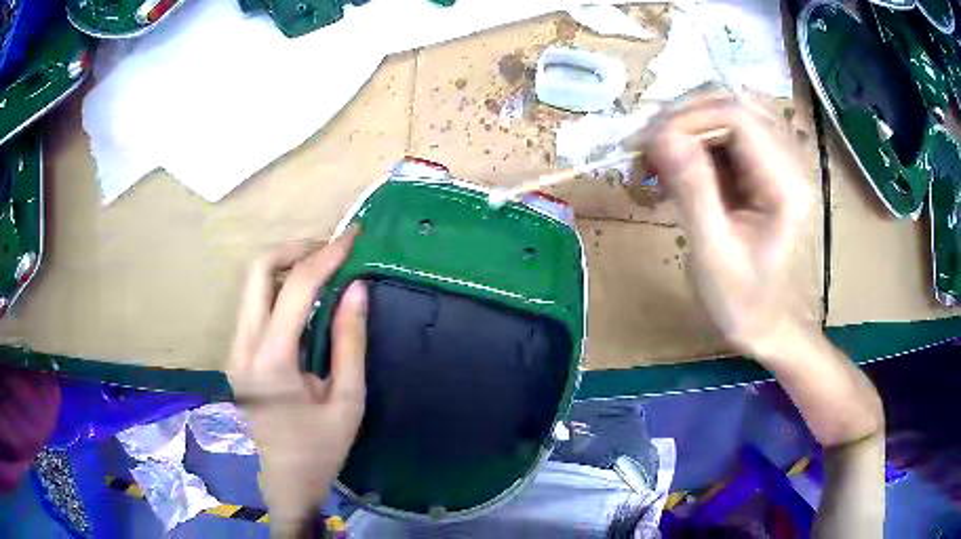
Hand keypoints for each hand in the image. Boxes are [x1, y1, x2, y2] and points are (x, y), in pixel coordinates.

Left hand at [228, 226, 366, 533]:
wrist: (286, 480)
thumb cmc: (321, 448)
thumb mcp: (347, 398)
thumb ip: (349, 339)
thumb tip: (357, 286)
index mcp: (271, 361)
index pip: (296, 288)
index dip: (326, 255)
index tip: (352, 236)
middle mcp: (242, 346)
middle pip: (257, 271)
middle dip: (295, 249)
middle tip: (331, 250)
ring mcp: (234, 349)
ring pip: (251, 284)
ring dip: (285, 265)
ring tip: (322, 267)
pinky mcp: (235, 353)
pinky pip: (253, 303)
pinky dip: (278, 287)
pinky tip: (303, 296)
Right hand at [636, 90, 812, 355]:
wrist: (766, 325)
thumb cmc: (742, 300)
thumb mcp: (713, 251)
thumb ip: (692, 189)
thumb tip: (660, 135)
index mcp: (785, 185)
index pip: (738, 116)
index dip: (689, 118)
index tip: (648, 144)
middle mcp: (789, 163)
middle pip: (733, 106)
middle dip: (683, 120)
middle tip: (645, 149)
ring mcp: (779, 163)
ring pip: (728, 116)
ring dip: (687, 130)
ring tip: (656, 160)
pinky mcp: (765, 170)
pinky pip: (728, 137)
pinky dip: (695, 145)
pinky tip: (676, 169)